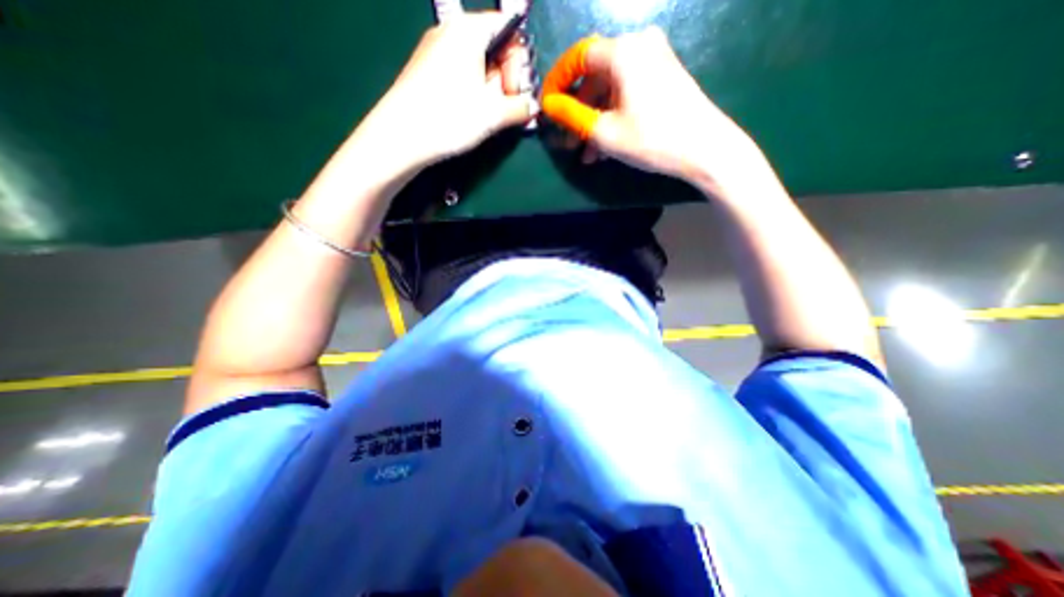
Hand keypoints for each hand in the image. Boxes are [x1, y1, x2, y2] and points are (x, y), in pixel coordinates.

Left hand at [359, 12, 540, 169]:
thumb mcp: (494, 114)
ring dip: (491, 91)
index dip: (519, 62)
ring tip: (489, 118)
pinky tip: (473, 116)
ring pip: (478, 65)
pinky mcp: (428, 73)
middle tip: (505, 109)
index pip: (509, 29)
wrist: (401, 136)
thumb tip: (532, 107)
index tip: (515, 92)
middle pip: (493, 48)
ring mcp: (436, 52)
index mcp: (469, 30)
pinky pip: (461, 76)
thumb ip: (521, 107)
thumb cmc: (451, 117)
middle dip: (506, 79)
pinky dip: (474, 94)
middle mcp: (451, 33)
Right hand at [543, 29, 759, 190]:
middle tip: (569, 141)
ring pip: (610, 89)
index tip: (548, 109)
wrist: (705, 148)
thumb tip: (548, 106)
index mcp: (622, 52)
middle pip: (595, 77)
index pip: (577, 58)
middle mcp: (638, 45)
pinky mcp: (663, 76)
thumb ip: (571, 116)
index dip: (558, 83)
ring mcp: (654, 60)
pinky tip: (606, 145)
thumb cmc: (651, 139)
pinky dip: (613, 116)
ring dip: (595, 121)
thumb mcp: (604, 132)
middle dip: (579, 112)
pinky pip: (627, 93)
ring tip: (588, 154)